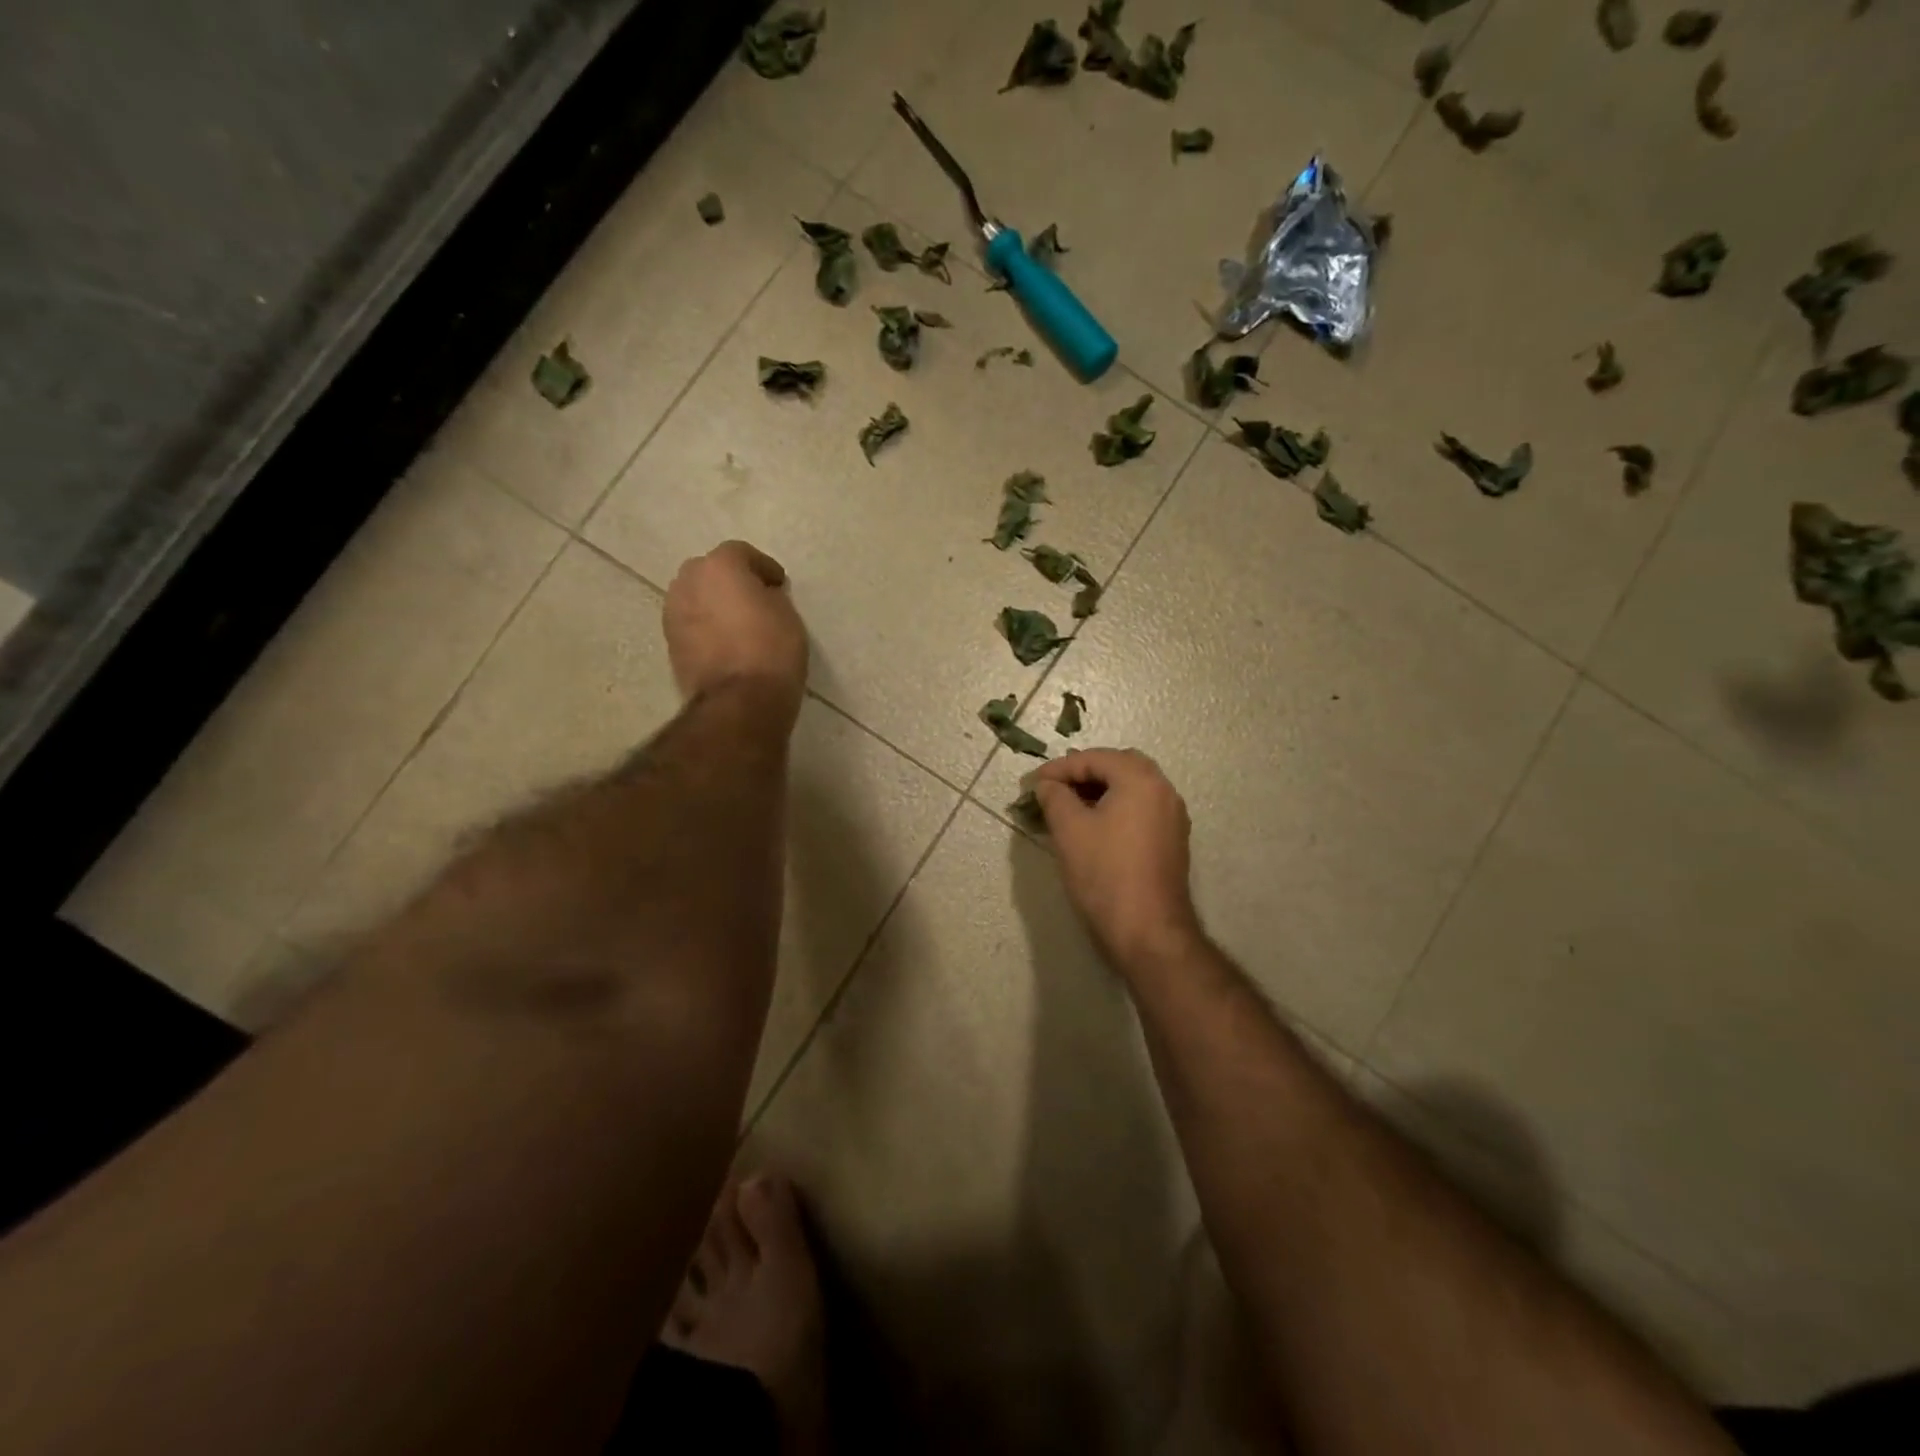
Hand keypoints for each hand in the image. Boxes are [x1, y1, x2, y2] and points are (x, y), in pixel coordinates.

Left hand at [663, 541, 807, 724]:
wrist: (739, 700)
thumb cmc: (771, 650)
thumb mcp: (787, 615)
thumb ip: (769, 596)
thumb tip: (760, 597)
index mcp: (719, 566)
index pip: (741, 553)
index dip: (763, 567)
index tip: (779, 584)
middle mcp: (688, 581)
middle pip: (710, 571)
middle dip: (730, 581)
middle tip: (754, 599)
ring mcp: (673, 613)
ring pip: (696, 597)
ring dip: (714, 604)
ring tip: (737, 623)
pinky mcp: (670, 643)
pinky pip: (691, 624)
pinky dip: (705, 627)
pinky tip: (724, 643)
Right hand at [1032, 748, 1203, 971]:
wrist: (1148, 931)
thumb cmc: (1105, 874)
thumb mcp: (1069, 830)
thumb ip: (1055, 797)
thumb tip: (1047, 785)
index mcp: (1141, 780)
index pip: (1094, 758)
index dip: (1059, 768)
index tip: (1032, 784)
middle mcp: (1164, 791)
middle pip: (1119, 766)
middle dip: (1084, 773)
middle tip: (1054, 788)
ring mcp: (1172, 817)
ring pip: (1132, 788)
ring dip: (1100, 790)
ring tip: (1068, 806)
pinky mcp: (1172, 841)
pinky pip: (1141, 809)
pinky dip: (1116, 807)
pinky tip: (1093, 826)